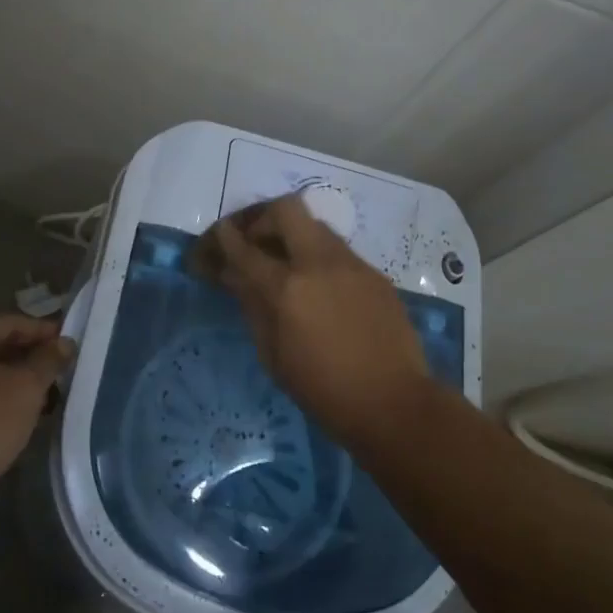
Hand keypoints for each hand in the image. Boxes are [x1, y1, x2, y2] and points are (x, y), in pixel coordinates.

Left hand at [0, 315, 72, 508]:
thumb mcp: (26, 388)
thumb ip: (48, 360)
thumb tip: (64, 343)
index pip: (10, 323)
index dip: (43, 331)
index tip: (68, 344)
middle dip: (28, 359)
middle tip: (58, 372)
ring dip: (12, 384)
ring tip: (42, 400)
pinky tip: (12, 420)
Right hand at [200, 194, 433, 451]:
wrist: (394, 403)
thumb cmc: (324, 391)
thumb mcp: (274, 356)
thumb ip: (253, 307)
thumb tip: (236, 276)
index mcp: (287, 288)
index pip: (245, 248)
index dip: (225, 238)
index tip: (218, 234)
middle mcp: (319, 263)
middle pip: (286, 209)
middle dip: (263, 218)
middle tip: (256, 241)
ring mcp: (352, 264)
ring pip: (316, 226)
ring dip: (295, 235)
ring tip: (287, 264)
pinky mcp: (375, 273)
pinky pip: (339, 251)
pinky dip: (320, 258)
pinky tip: (321, 288)